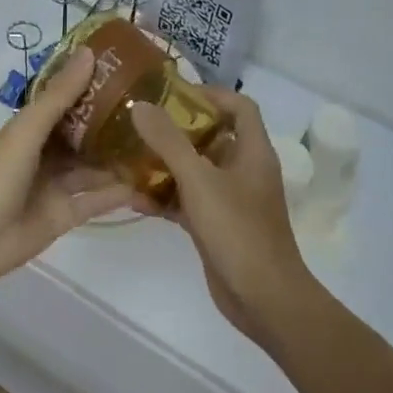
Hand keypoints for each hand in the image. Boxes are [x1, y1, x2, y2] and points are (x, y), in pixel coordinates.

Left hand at [0, 48, 135, 284]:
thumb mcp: (29, 128)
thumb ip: (60, 95)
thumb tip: (90, 52)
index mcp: (32, 129)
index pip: (66, 102)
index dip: (93, 88)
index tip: (128, 73)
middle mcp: (46, 154)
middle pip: (84, 136)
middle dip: (112, 124)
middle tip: (153, 110)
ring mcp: (57, 185)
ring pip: (94, 168)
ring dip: (119, 158)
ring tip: (159, 144)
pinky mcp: (67, 214)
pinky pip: (98, 199)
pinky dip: (119, 192)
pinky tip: (148, 182)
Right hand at [130, 88, 315, 345]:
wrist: (263, 298)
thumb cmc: (237, 230)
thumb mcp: (199, 180)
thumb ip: (168, 141)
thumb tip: (139, 105)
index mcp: (253, 152)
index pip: (239, 106)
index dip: (210, 94)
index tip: (172, 94)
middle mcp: (244, 170)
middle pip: (212, 136)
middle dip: (177, 128)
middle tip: (140, 122)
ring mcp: (231, 200)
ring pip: (196, 170)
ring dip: (166, 163)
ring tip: (129, 155)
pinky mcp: (217, 225)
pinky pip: (188, 201)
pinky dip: (165, 197)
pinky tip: (134, 198)